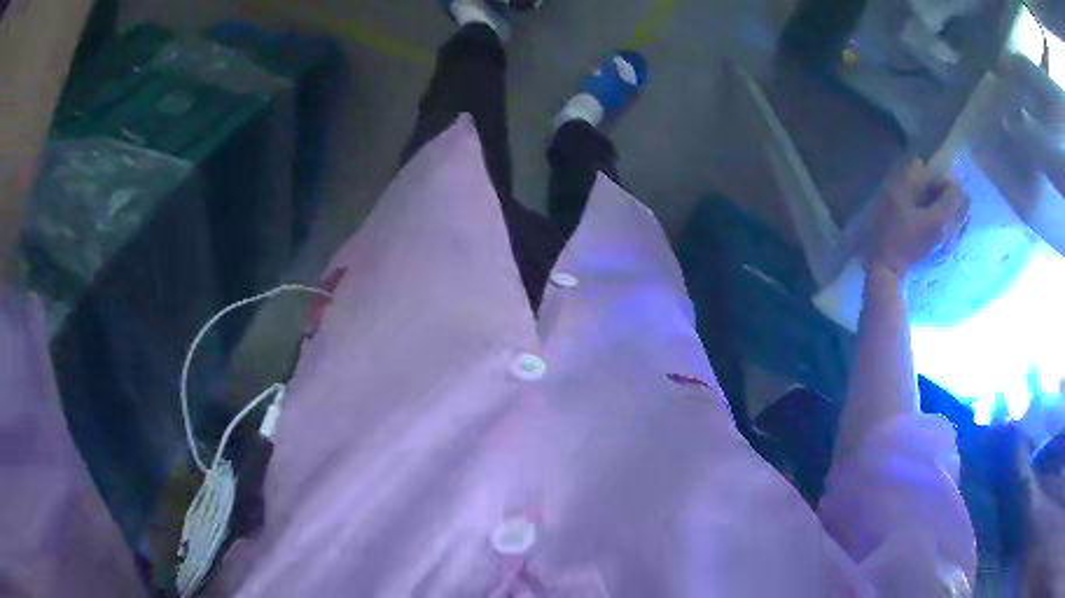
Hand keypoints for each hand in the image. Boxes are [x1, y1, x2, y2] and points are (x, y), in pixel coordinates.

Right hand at [863, 160, 970, 280]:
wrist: (885, 272)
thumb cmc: (889, 232)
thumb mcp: (894, 196)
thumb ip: (911, 176)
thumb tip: (921, 164)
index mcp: (943, 216)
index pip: (956, 189)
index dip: (942, 181)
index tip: (926, 185)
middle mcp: (953, 231)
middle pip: (965, 205)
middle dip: (951, 194)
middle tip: (931, 194)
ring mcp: (949, 246)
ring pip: (962, 219)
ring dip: (952, 208)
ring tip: (932, 208)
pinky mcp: (943, 255)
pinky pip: (956, 232)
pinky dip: (950, 222)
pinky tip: (933, 223)